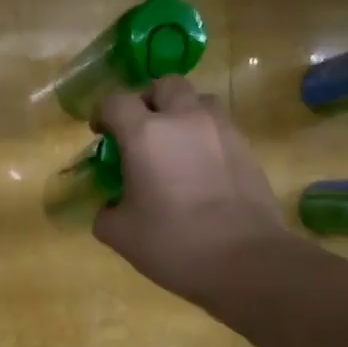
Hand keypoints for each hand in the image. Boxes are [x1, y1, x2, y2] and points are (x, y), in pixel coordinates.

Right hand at [92, 76, 295, 303]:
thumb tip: (110, 207)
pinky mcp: (247, 148)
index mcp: (145, 134)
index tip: (101, 133)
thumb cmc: (174, 243)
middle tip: (141, 130)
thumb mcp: (121, 235)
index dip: (103, 113)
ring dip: (182, 113)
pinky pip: (220, 127)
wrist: (247, 261)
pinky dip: (205, 137)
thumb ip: (106, 213)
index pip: (116, 101)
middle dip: (148, 100)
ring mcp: (221, 130)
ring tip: (176, 145)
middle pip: (164, 85)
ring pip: (198, 100)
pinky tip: (201, 169)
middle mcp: (184, 119)